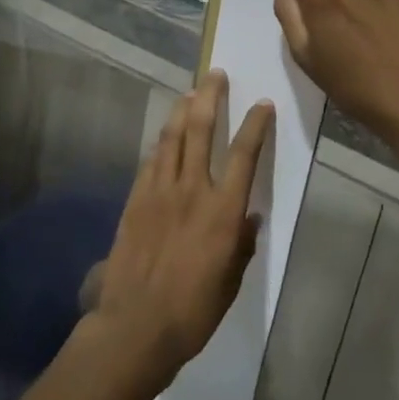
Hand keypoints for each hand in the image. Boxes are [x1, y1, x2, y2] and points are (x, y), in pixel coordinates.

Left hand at [85, 71, 271, 396]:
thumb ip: (241, 244)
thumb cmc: (193, 311)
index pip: (243, 155)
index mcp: (222, 211)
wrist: (136, 325)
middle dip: (211, 97)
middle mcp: (192, 190)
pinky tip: (165, 133)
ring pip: (172, 136)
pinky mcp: (136, 198)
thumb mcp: (231, 282)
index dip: (255, 125)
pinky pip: (151, 159)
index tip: (262, 103)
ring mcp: (159, 190)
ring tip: (191, 91)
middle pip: (201, 130)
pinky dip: (161, 141)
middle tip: (216, 75)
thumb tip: (249, 217)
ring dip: (182, 109)